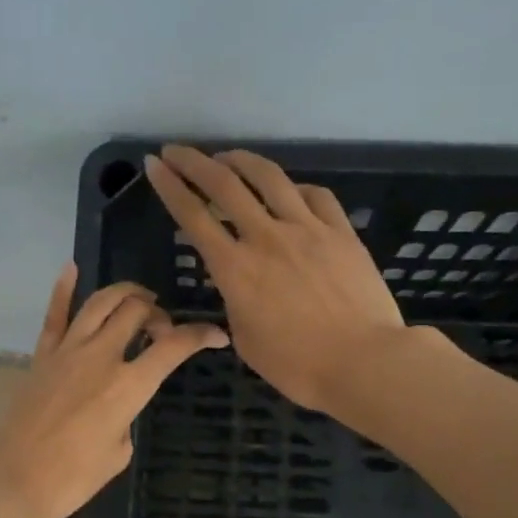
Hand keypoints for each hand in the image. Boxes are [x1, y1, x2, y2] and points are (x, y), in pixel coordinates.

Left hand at [0, 264, 229, 517]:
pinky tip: (72, 269)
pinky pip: (54, 315)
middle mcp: (100, 357)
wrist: (16, 481)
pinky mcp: (41, 356)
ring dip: (124, 294)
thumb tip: (120, 403)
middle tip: (162, 329)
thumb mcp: (119, 452)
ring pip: (99, 303)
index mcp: (128, 386)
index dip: (200, 335)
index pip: (173, 346)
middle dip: (158, 313)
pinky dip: (63, 289)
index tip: (215, 335)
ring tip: (137, 299)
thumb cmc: (74, 478)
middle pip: (136, 311)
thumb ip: (127, 416)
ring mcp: (67, 352)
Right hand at [145, 145, 417, 410]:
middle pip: (224, 185)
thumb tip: (241, 285)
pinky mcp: (341, 232)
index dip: (169, 187)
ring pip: (269, 178)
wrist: (363, 362)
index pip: (193, 217)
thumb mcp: (246, 340)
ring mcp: (307, 229)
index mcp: (235, 269)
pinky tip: (289, 191)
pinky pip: (314, 196)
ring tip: (227, 156)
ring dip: (241, 160)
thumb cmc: (297, 365)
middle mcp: (266, 237)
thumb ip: (236, 304)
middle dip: (194, 162)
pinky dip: (294, 188)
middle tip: (176, 151)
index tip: (154, 165)